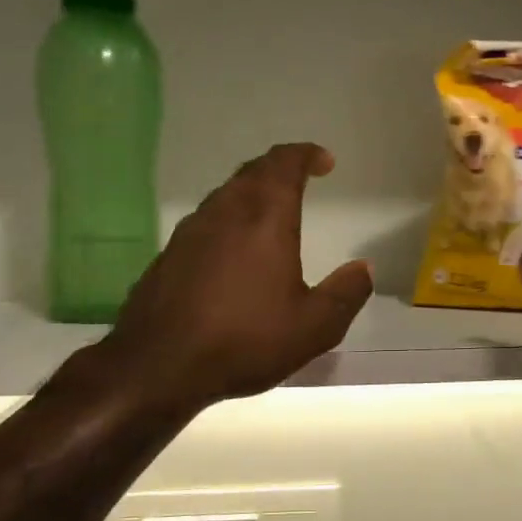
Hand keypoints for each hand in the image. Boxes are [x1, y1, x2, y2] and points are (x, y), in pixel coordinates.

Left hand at [94, 143, 373, 413]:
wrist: (158, 365)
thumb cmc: (244, 340)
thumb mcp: (313, 327)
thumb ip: (345, 294)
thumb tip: (363, 269)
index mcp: (265, 218)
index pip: (285, 164)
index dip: (306, 155)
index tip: (324, 162)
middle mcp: (225, 212)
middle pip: (253, 172)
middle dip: (280, 168)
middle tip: (300, 178)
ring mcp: (191, 231)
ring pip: (226, 194)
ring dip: (252, 192)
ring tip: (270, 212)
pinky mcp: (170, 254)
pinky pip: (207, 221)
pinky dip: (229, 219)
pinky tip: (233, 250)